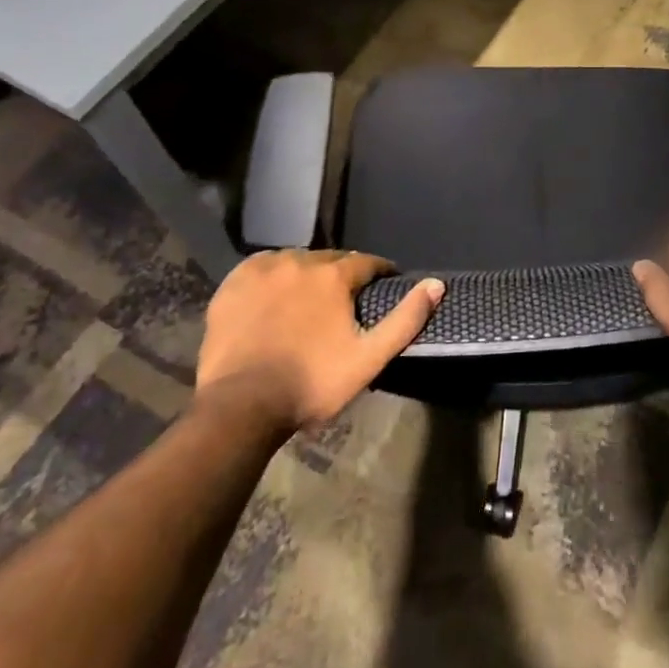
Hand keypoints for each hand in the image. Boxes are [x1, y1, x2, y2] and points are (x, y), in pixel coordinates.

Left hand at [194, 249, 442, 433]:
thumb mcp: (368, 358)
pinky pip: (260, 268)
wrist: (240, 407)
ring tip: (308, 299)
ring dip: (306, 274)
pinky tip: (272, 296)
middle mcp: (299, 262)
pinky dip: (272, 276)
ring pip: (294, 261)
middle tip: (344, 301)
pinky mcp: (232, 285)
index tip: (383, 285)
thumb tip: (436, 284)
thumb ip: (405, 320)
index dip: (379, 273)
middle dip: (341, 275)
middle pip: (329, 260)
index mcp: (333, 276)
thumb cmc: (311, 384)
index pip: (366, 262)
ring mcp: (262, 271)